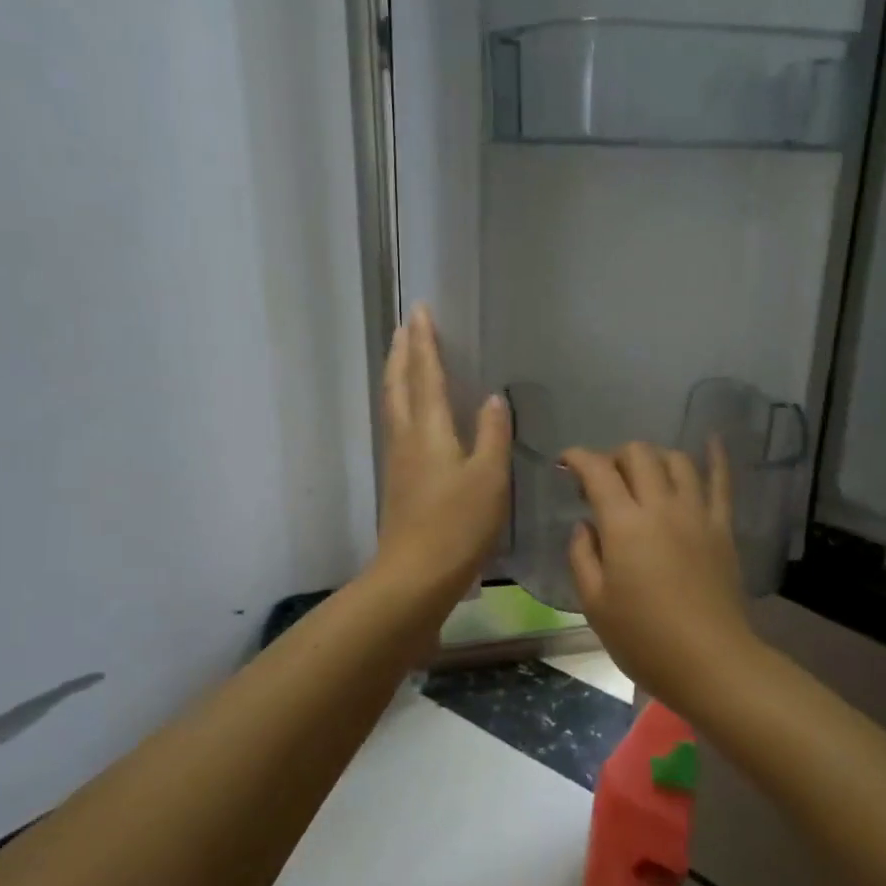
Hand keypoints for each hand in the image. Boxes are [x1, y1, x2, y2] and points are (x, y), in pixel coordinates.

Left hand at [372, 305, 510, 604]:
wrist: (416, 575)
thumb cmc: (458, 525)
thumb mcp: (488, 478)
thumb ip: (491, 434)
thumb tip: (492, 398)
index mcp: (428, 430)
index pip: (425, 375)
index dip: (424, 342)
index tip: (419, 310)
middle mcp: (406, 437)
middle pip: (399, 384)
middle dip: (403, 351)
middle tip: (406, 325)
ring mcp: (398, 460)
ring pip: (393, 404)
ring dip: (398, 374)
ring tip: (404, 356)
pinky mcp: (399, 480)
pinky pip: (397, 425)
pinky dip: (401, 402)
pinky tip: (411, 412)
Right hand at [561, 440, 758, 705]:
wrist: (710, 662)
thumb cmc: (643, 638)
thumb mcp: (594, 603)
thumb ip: (582, 556)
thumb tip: (584, 526)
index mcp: (624, 523)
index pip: (598, 470)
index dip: (577, 458)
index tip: (565, 464)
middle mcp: (661, 506)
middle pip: (638, 454)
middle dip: (614, 456)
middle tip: (603, 481)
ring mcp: (697, 513)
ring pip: (676, 460)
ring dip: (654, 458)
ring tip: (643, 475)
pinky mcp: (722, 527)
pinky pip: (721, 482)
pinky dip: (715, 457)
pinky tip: (711, 439)